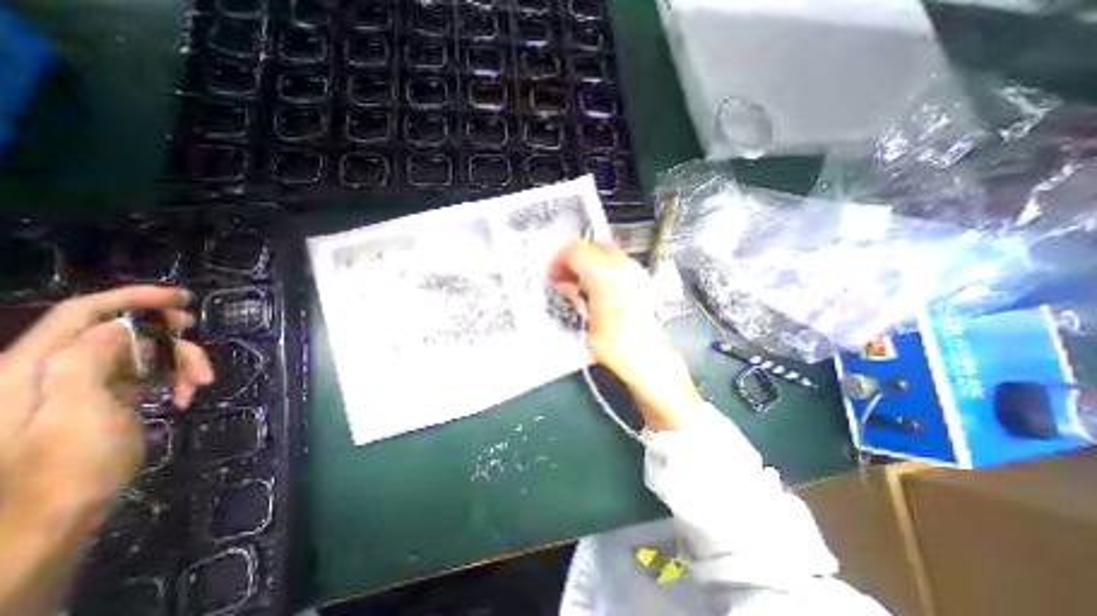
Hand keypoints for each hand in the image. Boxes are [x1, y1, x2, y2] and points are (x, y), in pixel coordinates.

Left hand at [0, 286, 213, 514]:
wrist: (53, 521)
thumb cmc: (66, 469)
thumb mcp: (78, 414)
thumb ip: (85, 363)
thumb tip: (118, 326)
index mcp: (32, 369)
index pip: (83, 314)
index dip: (134, 298)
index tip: (183, 298)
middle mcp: (53, 370)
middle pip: (124, 333)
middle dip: (171, 340)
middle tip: (201, 356)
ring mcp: (80, 385)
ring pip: (143, 353)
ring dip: (180, 364)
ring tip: (201, 385)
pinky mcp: (104, 397)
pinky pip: (146, 373)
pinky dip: (172, 380)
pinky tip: (186, 397)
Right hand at [548, 239, 701, 429]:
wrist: (649, 358)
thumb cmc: (616, 346)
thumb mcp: (584, 322)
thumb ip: (572, 295)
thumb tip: (562, 282)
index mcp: (605, 276)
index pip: (575, 250)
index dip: (559, 259)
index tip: (554, 273)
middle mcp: (622, 267)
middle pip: (590, 246)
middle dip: (573, 259)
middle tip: (564, 277)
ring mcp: (634, 271)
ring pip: (603, 250)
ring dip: (588, 262)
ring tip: (579, 282)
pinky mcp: (640, 279)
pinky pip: (616, 261)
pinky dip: (601, 267)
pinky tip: (596, 286)